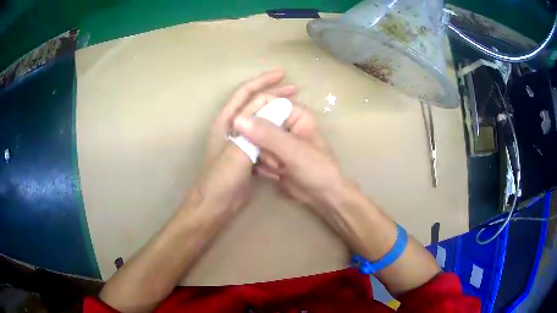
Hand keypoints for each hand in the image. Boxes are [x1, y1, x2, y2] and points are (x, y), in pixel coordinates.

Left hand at [189, 70, 296, 211]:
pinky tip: (287, 132)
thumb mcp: (237, 153)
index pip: (245, 94)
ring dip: (276, 112)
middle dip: (273, 94)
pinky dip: (275, 132)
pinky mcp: (247, 154)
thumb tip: (275, 109)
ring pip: (261, 120)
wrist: (215, 205)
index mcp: (226, 121)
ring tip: (294, 108)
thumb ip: (254, 131)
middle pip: (254, 104)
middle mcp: (233, 127)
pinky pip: (264, 136)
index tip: (283, 75)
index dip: (263, 82)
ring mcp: (240, 140)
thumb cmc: (221, 179)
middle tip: (294, 89)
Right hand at [234, 106, 347, 212]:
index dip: (250, 113)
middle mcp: (283, 124)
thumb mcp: (294, 151)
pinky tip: (277, 174)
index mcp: (294, 113)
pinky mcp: (271, 156)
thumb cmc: (317, 169)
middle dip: (261, 144)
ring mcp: (275, 141)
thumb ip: (268, 135)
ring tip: (280, 168)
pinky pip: (255, 155)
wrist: (323, 196)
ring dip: (263, 158)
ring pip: (253, 141)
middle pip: (255, 123)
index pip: (264, 102)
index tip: (240, 129)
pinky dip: (262, 166)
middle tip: (275, 159)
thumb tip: (239, 120)